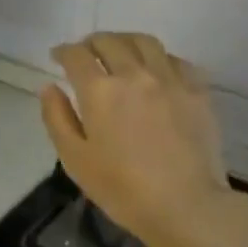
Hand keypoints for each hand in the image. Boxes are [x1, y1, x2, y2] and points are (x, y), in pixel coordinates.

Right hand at [40, 32, 239, 246]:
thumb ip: (57, 118)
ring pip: (145, 42)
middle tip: (85, 52)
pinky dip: (159, 58)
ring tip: (120, 51)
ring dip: (125, 41)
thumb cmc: (122, 189)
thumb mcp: (75, 159)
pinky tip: (156, 69)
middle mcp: (134, 74)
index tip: (58, 57)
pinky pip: (176, 60)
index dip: (63, 52)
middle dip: (92, 42)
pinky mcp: (198, 91)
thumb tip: (49, 87)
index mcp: (100, 91)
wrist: (185, 205)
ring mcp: (170, 79)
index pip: (76, 55)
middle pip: (110, 41)